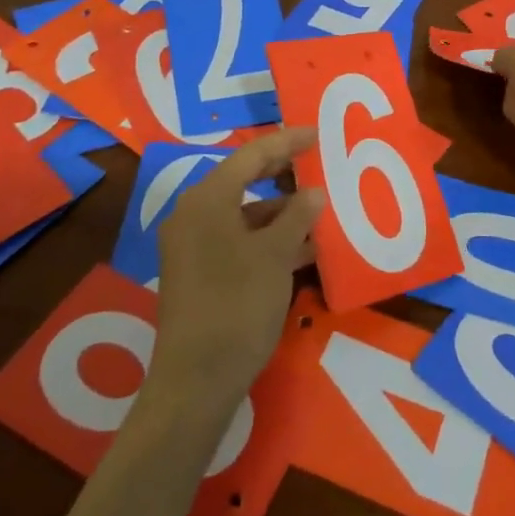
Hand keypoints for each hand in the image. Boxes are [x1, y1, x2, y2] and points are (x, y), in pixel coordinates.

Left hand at [149, 127, 324, 412]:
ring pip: (243, 213)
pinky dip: (268, 238)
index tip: (317, 133)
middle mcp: (194, 215)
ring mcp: (193, 245)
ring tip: (321, 209)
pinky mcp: (198, 272)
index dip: (286, 142)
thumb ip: (297, 217)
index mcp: (207, 200)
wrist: (196, 382)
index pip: (251, 156)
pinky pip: (238, 239)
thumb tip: (313, 192)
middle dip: (283, 173)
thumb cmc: (237, 306)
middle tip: (319, 162)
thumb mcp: (276, 256)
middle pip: (244, 180)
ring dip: (280, 211)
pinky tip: (304, 249)